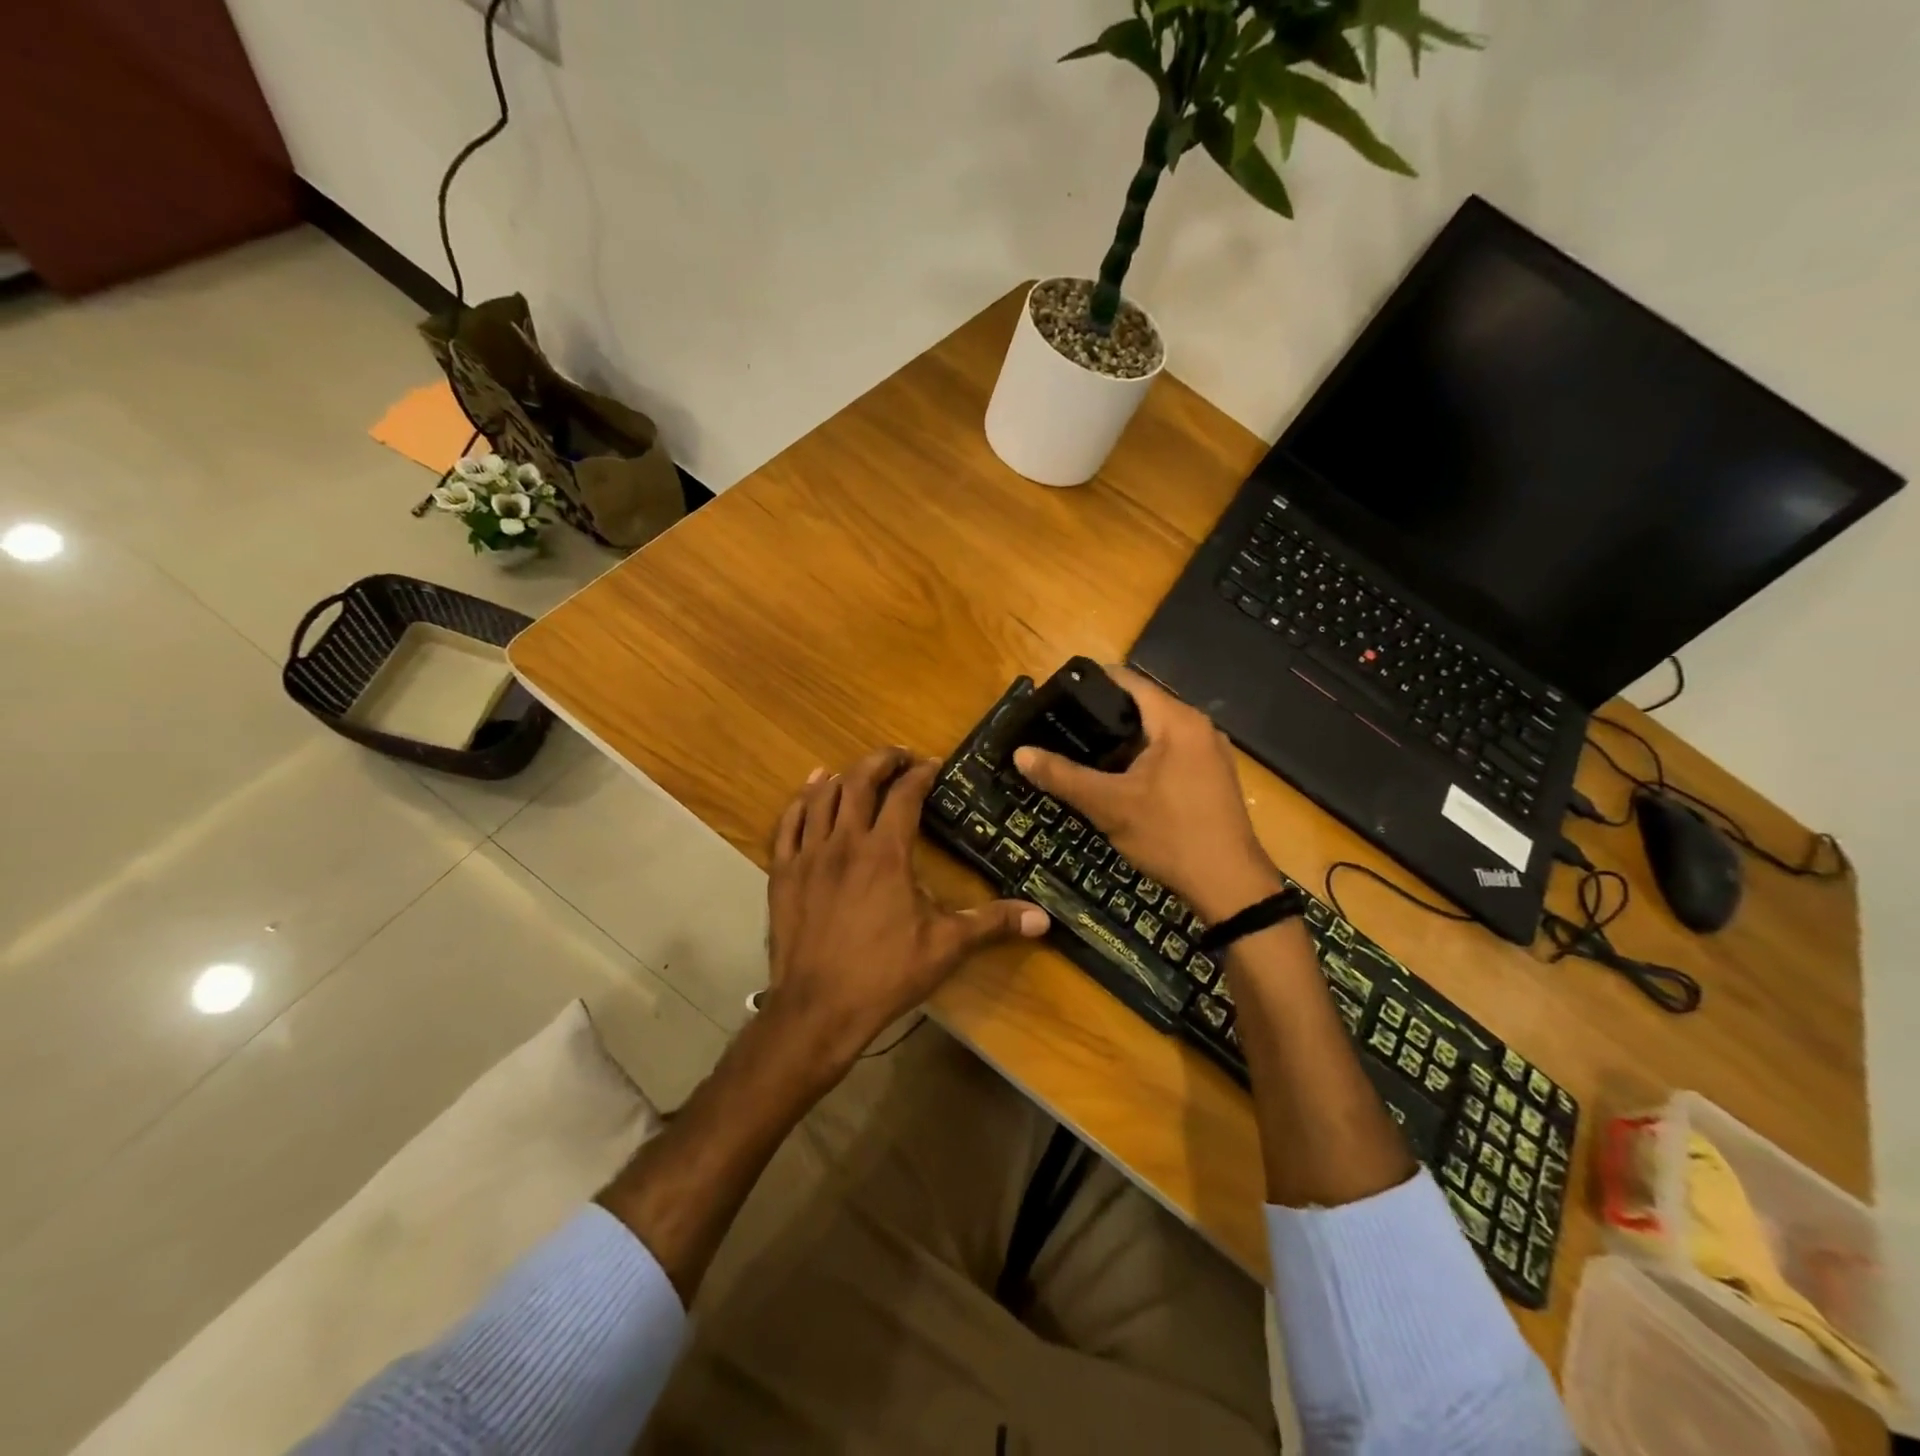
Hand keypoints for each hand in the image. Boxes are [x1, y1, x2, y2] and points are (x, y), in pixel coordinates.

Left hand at [765, 747, 1048, 1066]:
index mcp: (886, 852)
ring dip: (841, 776)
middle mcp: (845, 842)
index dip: (921, 773)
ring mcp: (808, 855)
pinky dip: (801, 801)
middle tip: (899, 757)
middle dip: (881, 761)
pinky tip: (810, 792)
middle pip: (859, 781)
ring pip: (821, 796)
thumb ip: (992, 923)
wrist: (818, 1009)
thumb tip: (1043, 918)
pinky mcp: (783, 873)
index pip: (904, 794)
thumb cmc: (885, 974)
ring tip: (857, 772)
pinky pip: (788, 823)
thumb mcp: (946, 948)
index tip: (934, 765)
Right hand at [1014, 667, 1280, 925]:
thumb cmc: (1169, 835)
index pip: (1128, 680)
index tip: (1057, 694)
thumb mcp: (1108, 805)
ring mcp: (1210, 752)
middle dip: (1102, 715)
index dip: (1090, 682)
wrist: (1229, 886)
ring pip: (1156, 732)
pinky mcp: (1213, 776)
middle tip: (1062, 726)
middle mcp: (1199, 726)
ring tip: (1082, 750)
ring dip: (1122, 740)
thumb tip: (1021, 753)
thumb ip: (1063, 776)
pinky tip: (1118, 777)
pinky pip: (1171, 752)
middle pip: (1142, 706)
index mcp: (1177, 721)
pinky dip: (1143, 757)